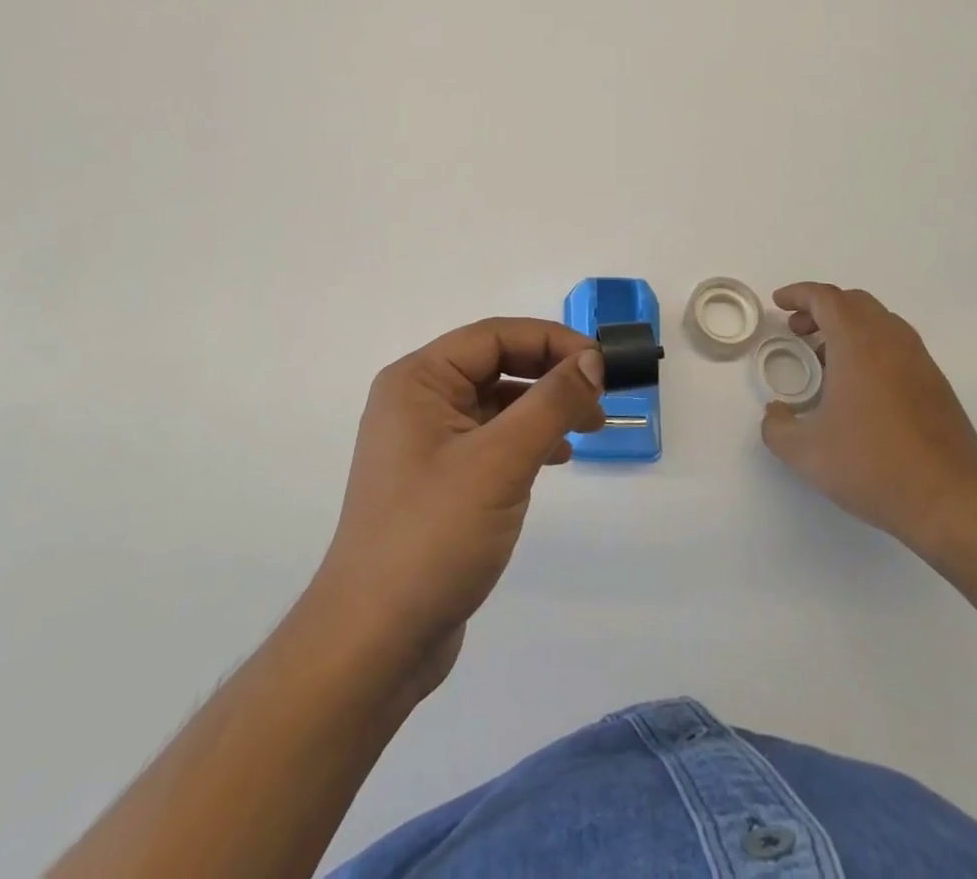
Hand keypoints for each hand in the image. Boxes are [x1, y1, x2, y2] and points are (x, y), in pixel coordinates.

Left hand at [311, 318, 604, 693]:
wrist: (375, 641)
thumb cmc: (433, 536)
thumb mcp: (500, 462)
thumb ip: (551, 403)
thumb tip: (592, 361)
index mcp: (417, 380)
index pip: (494, 336)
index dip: (552, 341)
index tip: (601, 365)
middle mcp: (416, 401)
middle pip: (495, 365)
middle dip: (550, 375)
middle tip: (600, 401)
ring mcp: (424, 443)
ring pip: (495, 403)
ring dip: (542, 408)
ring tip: (588, 429)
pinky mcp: (437, 481)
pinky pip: (489, 440)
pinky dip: (526, 440)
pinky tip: (556, 458)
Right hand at [760, 282, 976, 555]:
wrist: (949, 502)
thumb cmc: (870, 466)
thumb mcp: (803, 451)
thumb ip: (776, 427)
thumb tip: (777, 413)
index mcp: (858, 344)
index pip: (826, 298)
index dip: (798, 294)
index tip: (779, 303)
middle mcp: (892, 342)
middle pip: (855, 302)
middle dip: (822, 309)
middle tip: (799, 331)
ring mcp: (921, 363)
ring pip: (881, 322)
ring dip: (849, 327)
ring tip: (827, 359)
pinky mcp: (938, 387)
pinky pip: (899, 347)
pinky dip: (872, 348)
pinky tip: (860, 387)